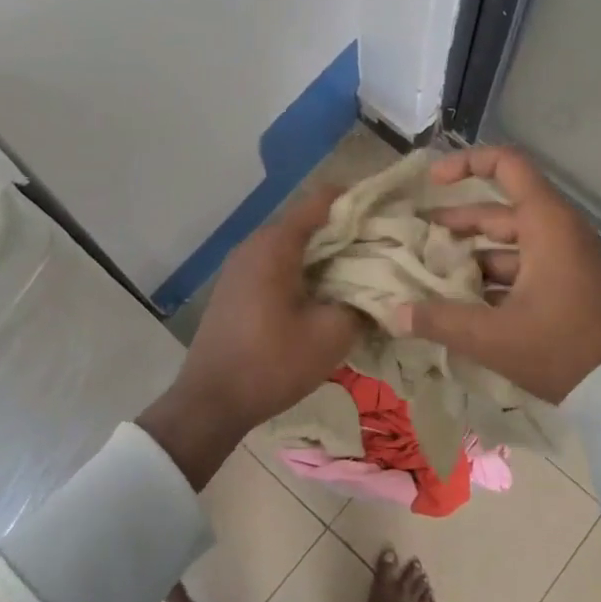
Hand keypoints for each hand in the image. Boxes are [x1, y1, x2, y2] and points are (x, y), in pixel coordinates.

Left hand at [138, 188, 361, 486]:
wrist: (211, 403)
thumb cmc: (272, 364)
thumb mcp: (330, 335)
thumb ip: (362, 303)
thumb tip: (382, 289)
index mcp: (276, 244)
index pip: (322, 199)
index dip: (359, 201)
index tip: (389, 215)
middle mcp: (255, 243)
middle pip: (309, 221)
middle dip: (348, 232)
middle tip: (385, 249)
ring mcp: (242, 265)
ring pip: (295, 245)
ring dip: (328, 255)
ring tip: (363, 273)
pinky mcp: (238, 287)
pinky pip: (279, 264)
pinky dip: (307, 270)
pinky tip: (327, 294)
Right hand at [396, 146, 600, 402]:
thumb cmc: (563, 348)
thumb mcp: (494, 337)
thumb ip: (440, 321)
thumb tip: (394, 313)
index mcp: (546, 224)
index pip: (507, 165)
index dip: (467, 164)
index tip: (432, 183)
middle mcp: (557, 232)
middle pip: (498, 212)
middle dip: (455, 223)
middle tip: (416, 239)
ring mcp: (565, 260)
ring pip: (508, 245)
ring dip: (471, 256)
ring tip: (430, 274)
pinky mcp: (568, 286)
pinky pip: (522, 268)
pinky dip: (492, 279)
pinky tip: (462, 304)